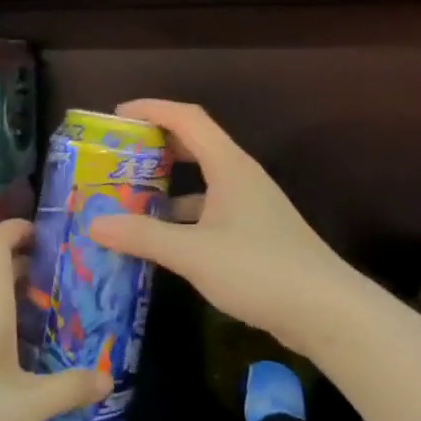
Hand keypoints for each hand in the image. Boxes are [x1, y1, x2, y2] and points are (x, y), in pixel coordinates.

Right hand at [86, 99, 351, 355]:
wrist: (326, 311)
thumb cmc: (259, 269)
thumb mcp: (193, 252)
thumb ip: (143, 236)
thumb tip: (94, 224)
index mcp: (229, 166)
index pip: (187, 118)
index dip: (151, 109)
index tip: (116, 117)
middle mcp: (240, 178)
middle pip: (194, 145)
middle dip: (155, 146)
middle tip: (117, 158)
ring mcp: (250, 207)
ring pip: (201, 183)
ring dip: (166, 186)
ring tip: (127, 200)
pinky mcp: (254, 234)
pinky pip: (209, 211)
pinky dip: (181, 218)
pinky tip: (160, 240)